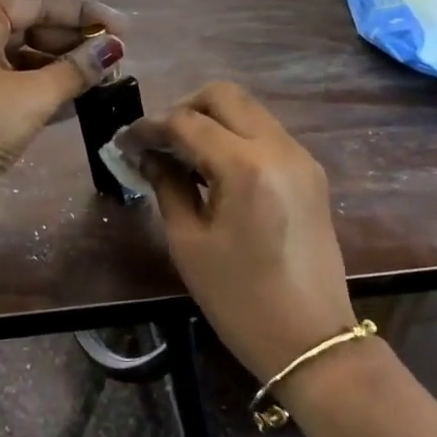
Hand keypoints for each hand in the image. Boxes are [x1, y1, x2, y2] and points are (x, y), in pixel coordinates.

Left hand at [0, 0, 126, 195]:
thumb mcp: (33, 95)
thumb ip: (76, 69)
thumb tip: (113, 49)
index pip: (39, 3)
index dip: (84, 14)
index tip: (123, 28)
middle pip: (32, 27)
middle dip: (75, 42)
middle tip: (116, 57)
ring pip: (25, 57)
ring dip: (63, 68)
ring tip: (105, 78)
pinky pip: (15, 82)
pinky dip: (45, 88)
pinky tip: (79, 99)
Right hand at [119, 82, 351, 379]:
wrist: (312, 341)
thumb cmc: (240, 299)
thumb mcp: (189, 242)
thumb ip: (167, 186)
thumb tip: (147, 155)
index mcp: (246, 166)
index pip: (187, 122)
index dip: (149, 127)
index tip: (124, 142)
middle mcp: (279, 148)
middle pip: (223, 95)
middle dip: (183, 108)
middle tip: (158, 141)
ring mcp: (300, 157)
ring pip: (248, 109)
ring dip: (210, 120)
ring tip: (181, 154)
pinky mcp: (310, 172)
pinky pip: (265, 133)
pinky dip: (234, 136)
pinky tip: (213, 168)